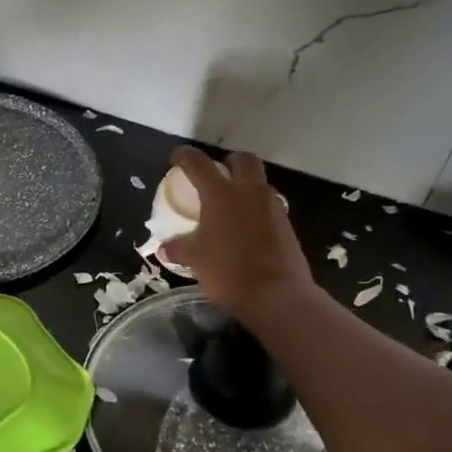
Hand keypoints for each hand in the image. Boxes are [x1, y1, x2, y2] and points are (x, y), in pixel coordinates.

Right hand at [159, 147, 316, 328]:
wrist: (277, 295)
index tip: (177, 157)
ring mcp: (272, 206)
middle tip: (215, 175)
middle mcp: (249, 191)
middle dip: (228, 161)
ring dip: (245, 185)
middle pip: (243, 160)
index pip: (199, 163)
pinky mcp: (287, 224)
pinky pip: (268, 205)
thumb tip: (164, 248)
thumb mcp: (195, 259)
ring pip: (259, 182)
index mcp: (221, 193)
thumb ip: (178, 248)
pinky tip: (246, 228)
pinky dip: (255, 208)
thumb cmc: (228, 270)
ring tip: (230, 205)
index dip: (185, 156)